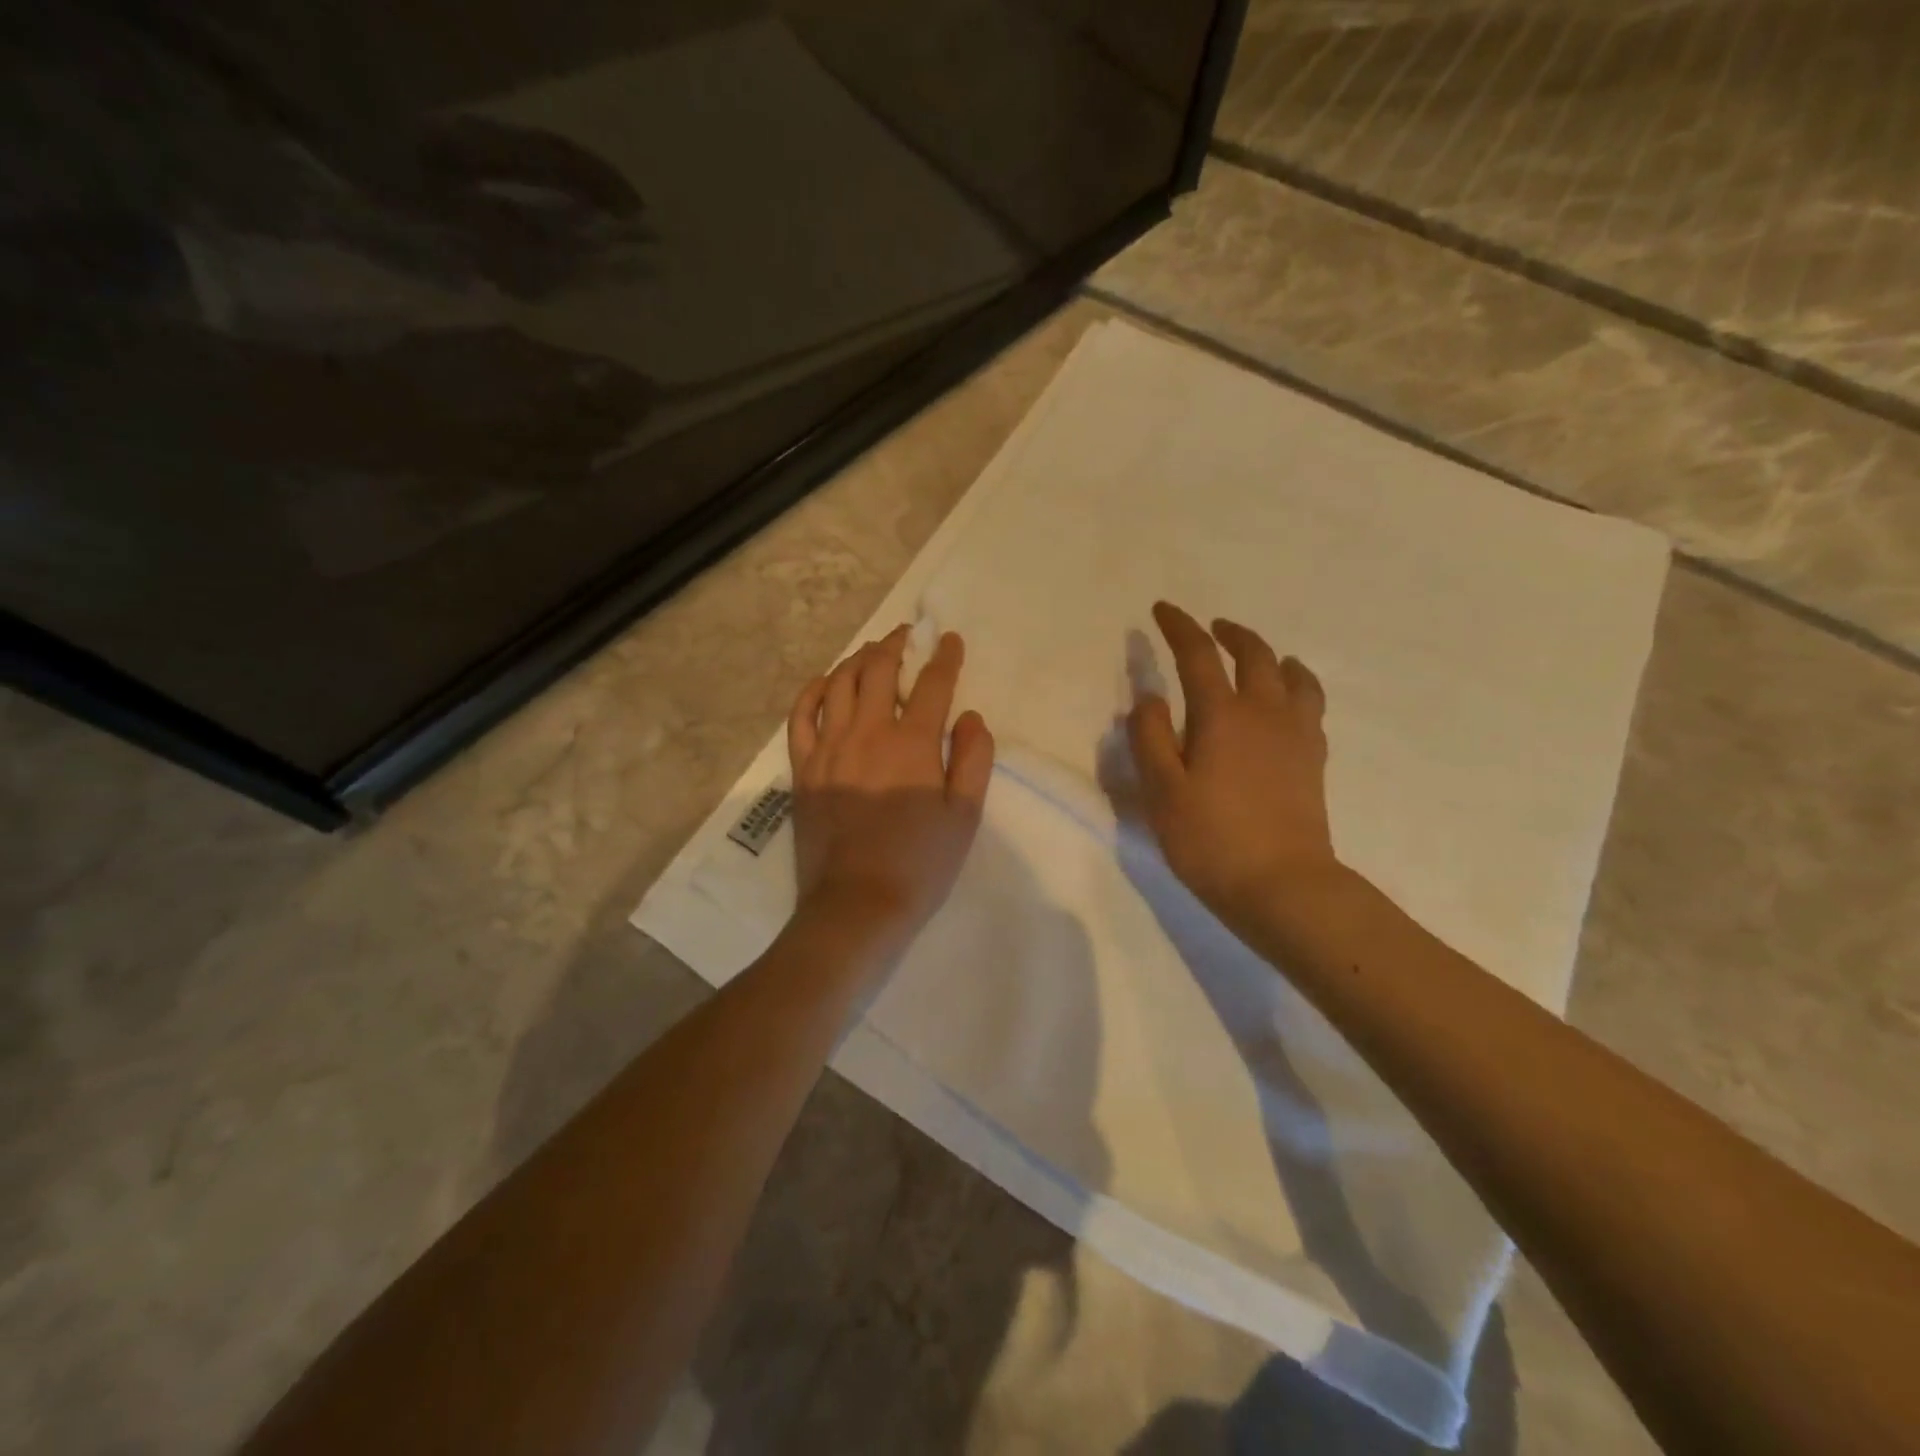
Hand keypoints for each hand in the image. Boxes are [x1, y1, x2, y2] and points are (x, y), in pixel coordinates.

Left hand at [787, 626, 995, 944]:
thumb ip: (974, 759)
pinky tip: (826, 683)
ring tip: (871, 653)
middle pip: (879, 670)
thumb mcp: (965, 816)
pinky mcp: (803, 767)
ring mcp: (829, 747)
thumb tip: (971, 716)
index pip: (932, 684)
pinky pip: (801, 714)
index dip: (944, 656)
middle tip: (906, 636)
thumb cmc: (920, 863)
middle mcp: (868, 732)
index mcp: (913, 743)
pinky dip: (814, 690)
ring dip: (858, 659)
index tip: (949, 640)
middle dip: (895, 644)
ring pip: (839, 683)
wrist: (857, 904)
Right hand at [1128, 602, 1339, 930]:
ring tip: (1260, 658)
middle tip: (1211, 628)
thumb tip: (1148, 698)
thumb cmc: (1210, 839)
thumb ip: (1150, 738)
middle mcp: (1264, 713)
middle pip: (1254, 655)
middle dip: (1229, 634)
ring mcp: (1296, 735)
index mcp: (1222, 715)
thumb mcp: (1162, 791)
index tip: (1162, 610)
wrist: (1281, 885)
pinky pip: (1310, 705)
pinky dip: (1296, 687)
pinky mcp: (1314, 759)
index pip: (1198, 655)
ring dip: (1271, 656)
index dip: (1179, 627)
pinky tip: (1286, 702)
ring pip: (1292, 676)